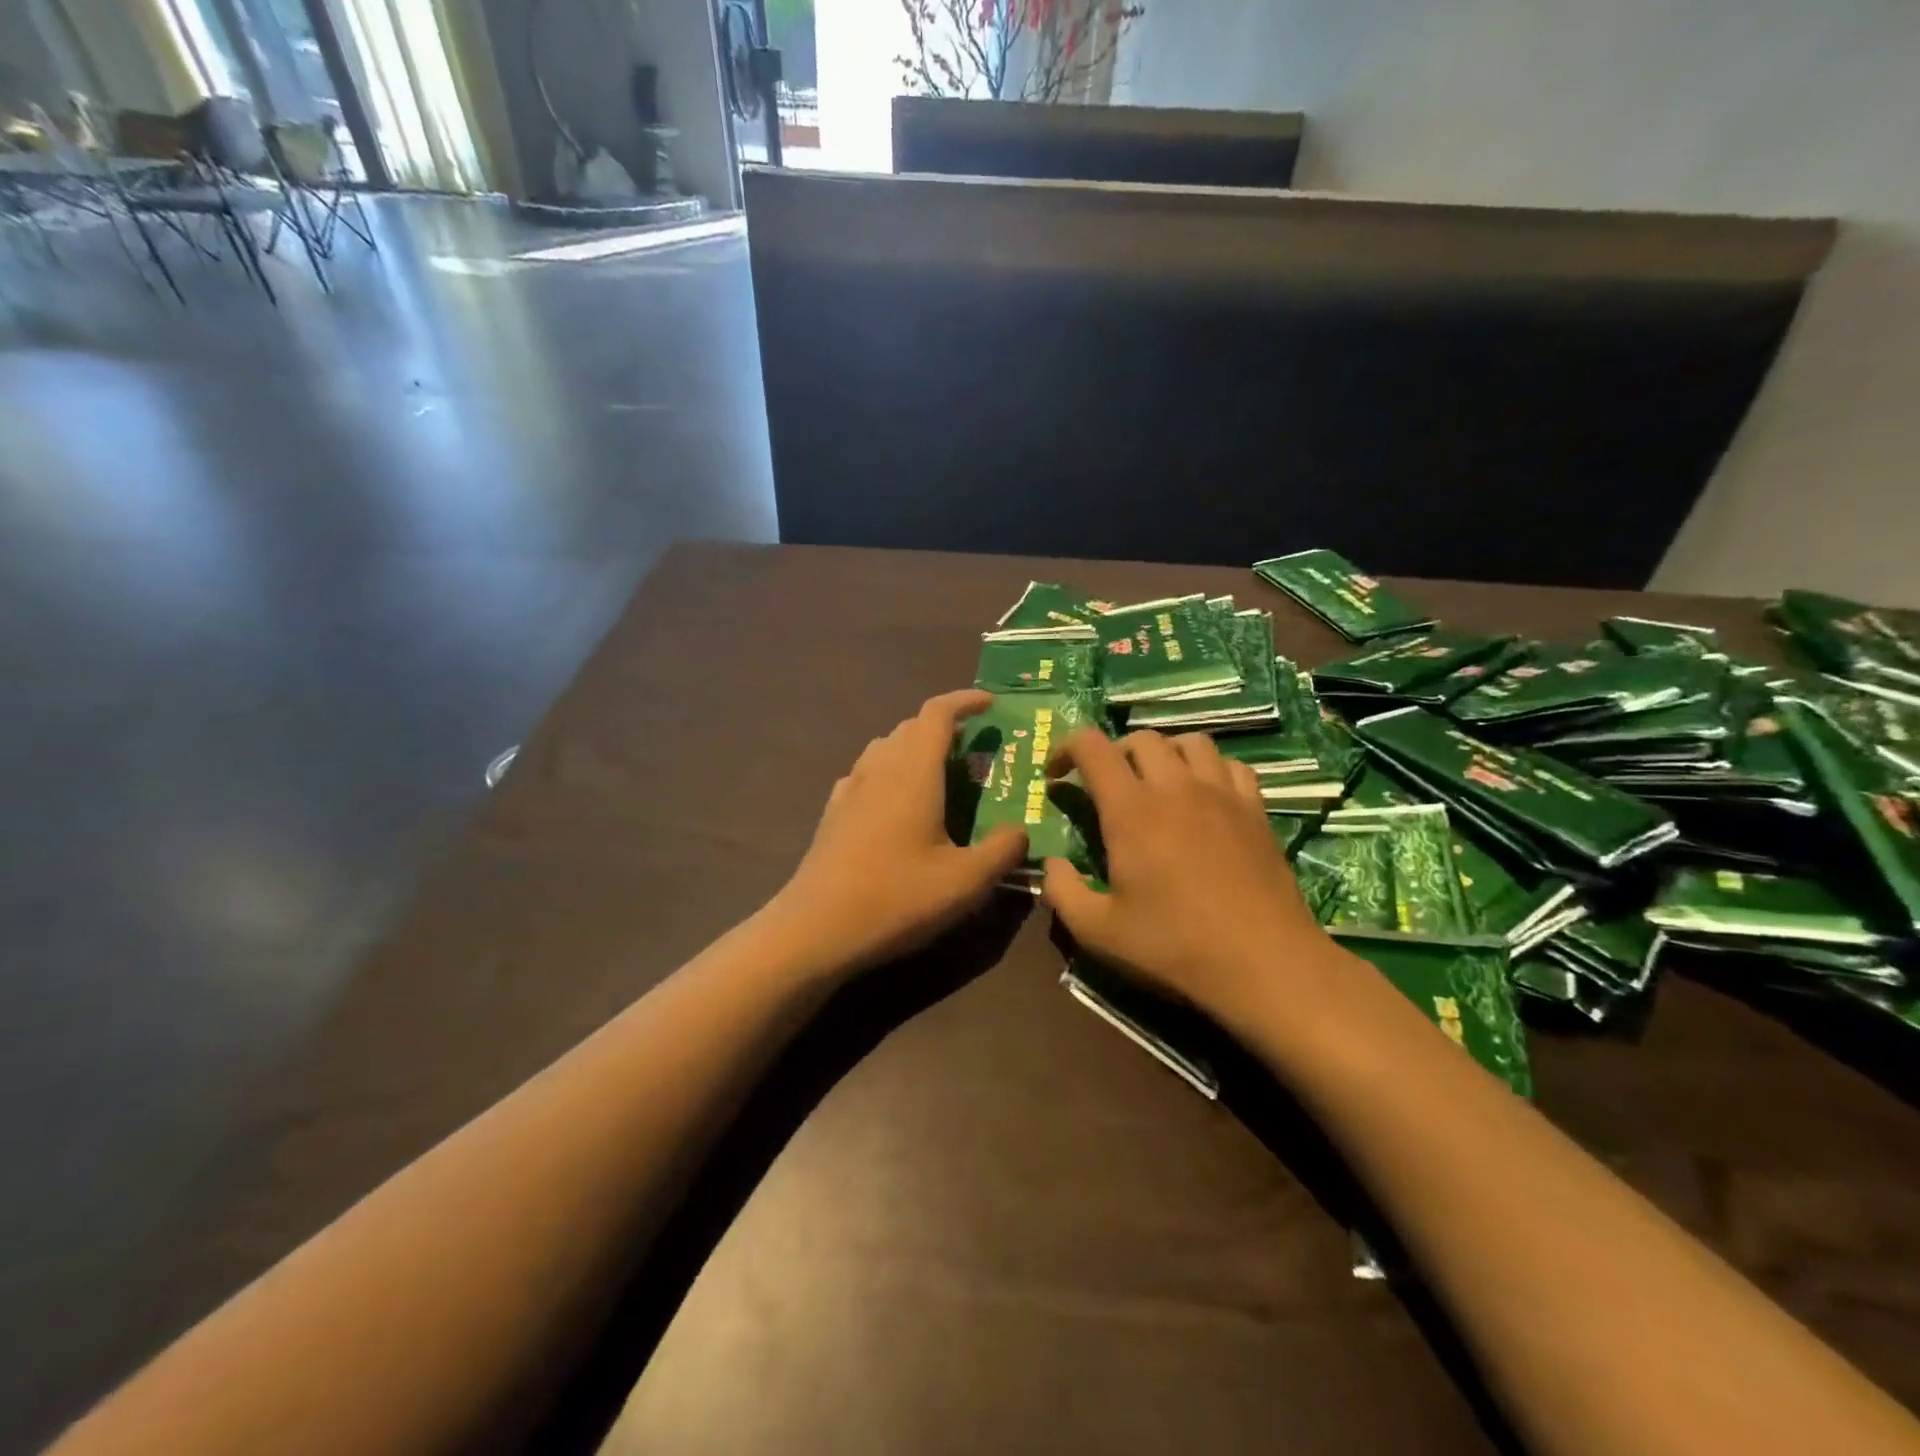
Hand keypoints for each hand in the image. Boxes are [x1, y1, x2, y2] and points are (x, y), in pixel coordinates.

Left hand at [765, 690, 1028, 974]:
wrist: (816, 929)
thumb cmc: (897, 898)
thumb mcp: (966, 881)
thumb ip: (1003, 850)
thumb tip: (1021, 831)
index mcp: (913, 772)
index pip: (937, 713)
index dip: (965, 700)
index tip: (990, 703)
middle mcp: (879, 768)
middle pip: (911, 727)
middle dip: (944, 727)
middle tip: (973, 748)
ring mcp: (850, 789)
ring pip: (885, 747)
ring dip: (914, 748)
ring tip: (939, 774)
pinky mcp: (833, 813)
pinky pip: (866, 774)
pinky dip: (889, 772)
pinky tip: (896, 804)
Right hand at [1041, 728, 1332, 1026]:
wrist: (1264, 964)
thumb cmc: (1174, 947)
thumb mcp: (1097, 932)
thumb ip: (1061, 891)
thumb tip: (1050, 864)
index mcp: (1131, 810)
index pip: (1092, 747)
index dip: (1066, 749)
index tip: (1056, 776)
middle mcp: (1175, 787)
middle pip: (1140, 739)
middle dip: (1112, 753)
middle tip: (1105, 787)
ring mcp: (1221, 794)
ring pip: (1189, 742)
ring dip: (1163, 753)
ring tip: (1156, 783)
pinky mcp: (1255, 810)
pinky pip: (1230, 765)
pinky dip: (1209, 768)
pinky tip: (1204, 797)